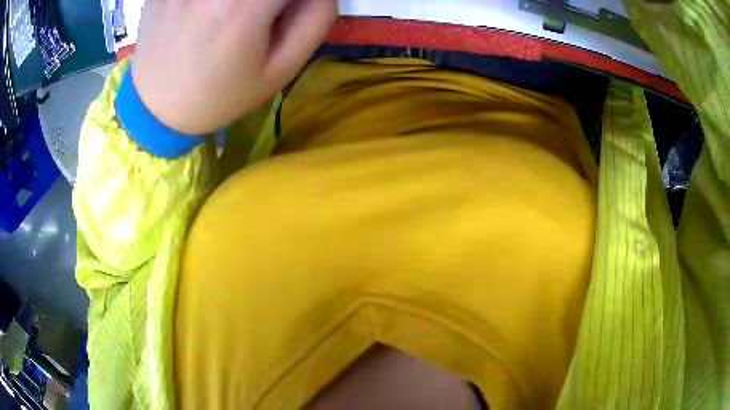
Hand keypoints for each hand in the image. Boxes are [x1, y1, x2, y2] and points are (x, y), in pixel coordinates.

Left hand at [131, 0, 337, 134]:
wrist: (155, 111)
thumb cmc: (219, 96)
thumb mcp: (280, 71)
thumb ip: (315, 21)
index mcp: (244, 8)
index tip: (288, 13)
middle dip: (271, 0)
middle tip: (262, 17)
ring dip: (245, 1)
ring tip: (229, 18)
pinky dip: (213, 1)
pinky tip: (204, 15)